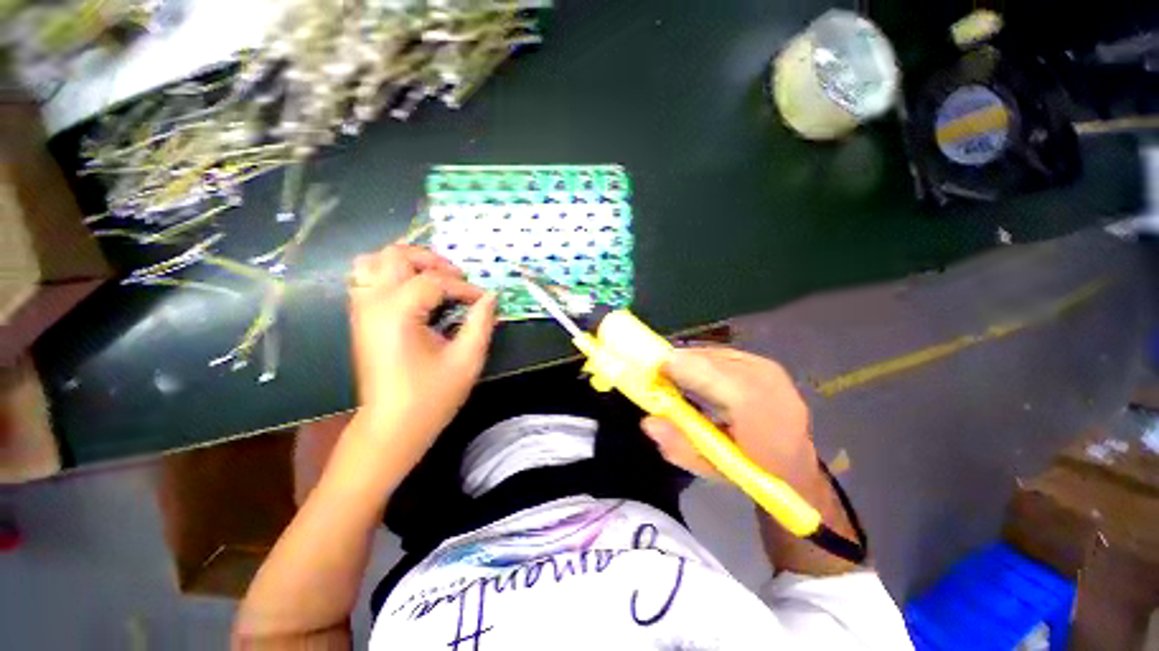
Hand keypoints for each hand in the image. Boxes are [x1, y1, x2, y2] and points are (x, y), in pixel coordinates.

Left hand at [348, 244, 496, 466]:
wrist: (392, 426)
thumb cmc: (431, 396)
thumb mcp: (467, 359)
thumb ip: (481, 323)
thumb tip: (491, 297)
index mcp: (398, 312)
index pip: (435, 281)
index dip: (465, 288)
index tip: (484, 301)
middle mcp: (373, 303)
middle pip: (396, 256)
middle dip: (432, 261)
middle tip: (457, 279)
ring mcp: (361, 310)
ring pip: (373, 262)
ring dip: (406, 264)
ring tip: (432, 280)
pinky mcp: (360, 319)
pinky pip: (367, 279)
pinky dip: (390, 276)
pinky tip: (413, 294)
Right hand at [641, 347, 818, 489]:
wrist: (798, 467)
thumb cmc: (756, 473)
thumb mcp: (715, 469)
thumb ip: (681, 446)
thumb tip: (648, 422)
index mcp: (757, 408)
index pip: (706, 373)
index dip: (674, 368)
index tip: (649, 375)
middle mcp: (764, 378)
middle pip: (706, 358)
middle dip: (677, 364)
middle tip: (657, 378)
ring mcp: (766, 367)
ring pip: (713, 353)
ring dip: (690, 363)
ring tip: (675, 378)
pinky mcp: (764, 363)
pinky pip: (722, 354)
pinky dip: (703, 361)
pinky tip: (697, 377)